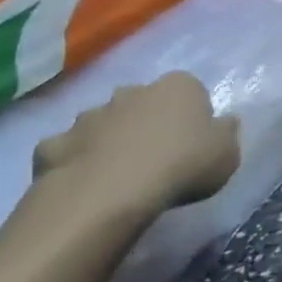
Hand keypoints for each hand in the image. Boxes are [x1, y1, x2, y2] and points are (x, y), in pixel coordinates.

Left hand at [32, 72, 239, 215]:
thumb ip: (226, 134)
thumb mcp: (227, 154)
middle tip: (154, 156)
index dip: (191, 116)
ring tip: (115, 173)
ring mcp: (89, 116)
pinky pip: (66, 149)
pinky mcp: (53, 144)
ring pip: (101, 122)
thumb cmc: (181, 166)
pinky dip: (71, 160)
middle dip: (145, 121)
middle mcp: (133, 91)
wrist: (109, 195)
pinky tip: (80, 182)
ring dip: (107, 139)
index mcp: (178, 86)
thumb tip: (224, 124)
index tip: (193, 143)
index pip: (190, 91)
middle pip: (142, 102)